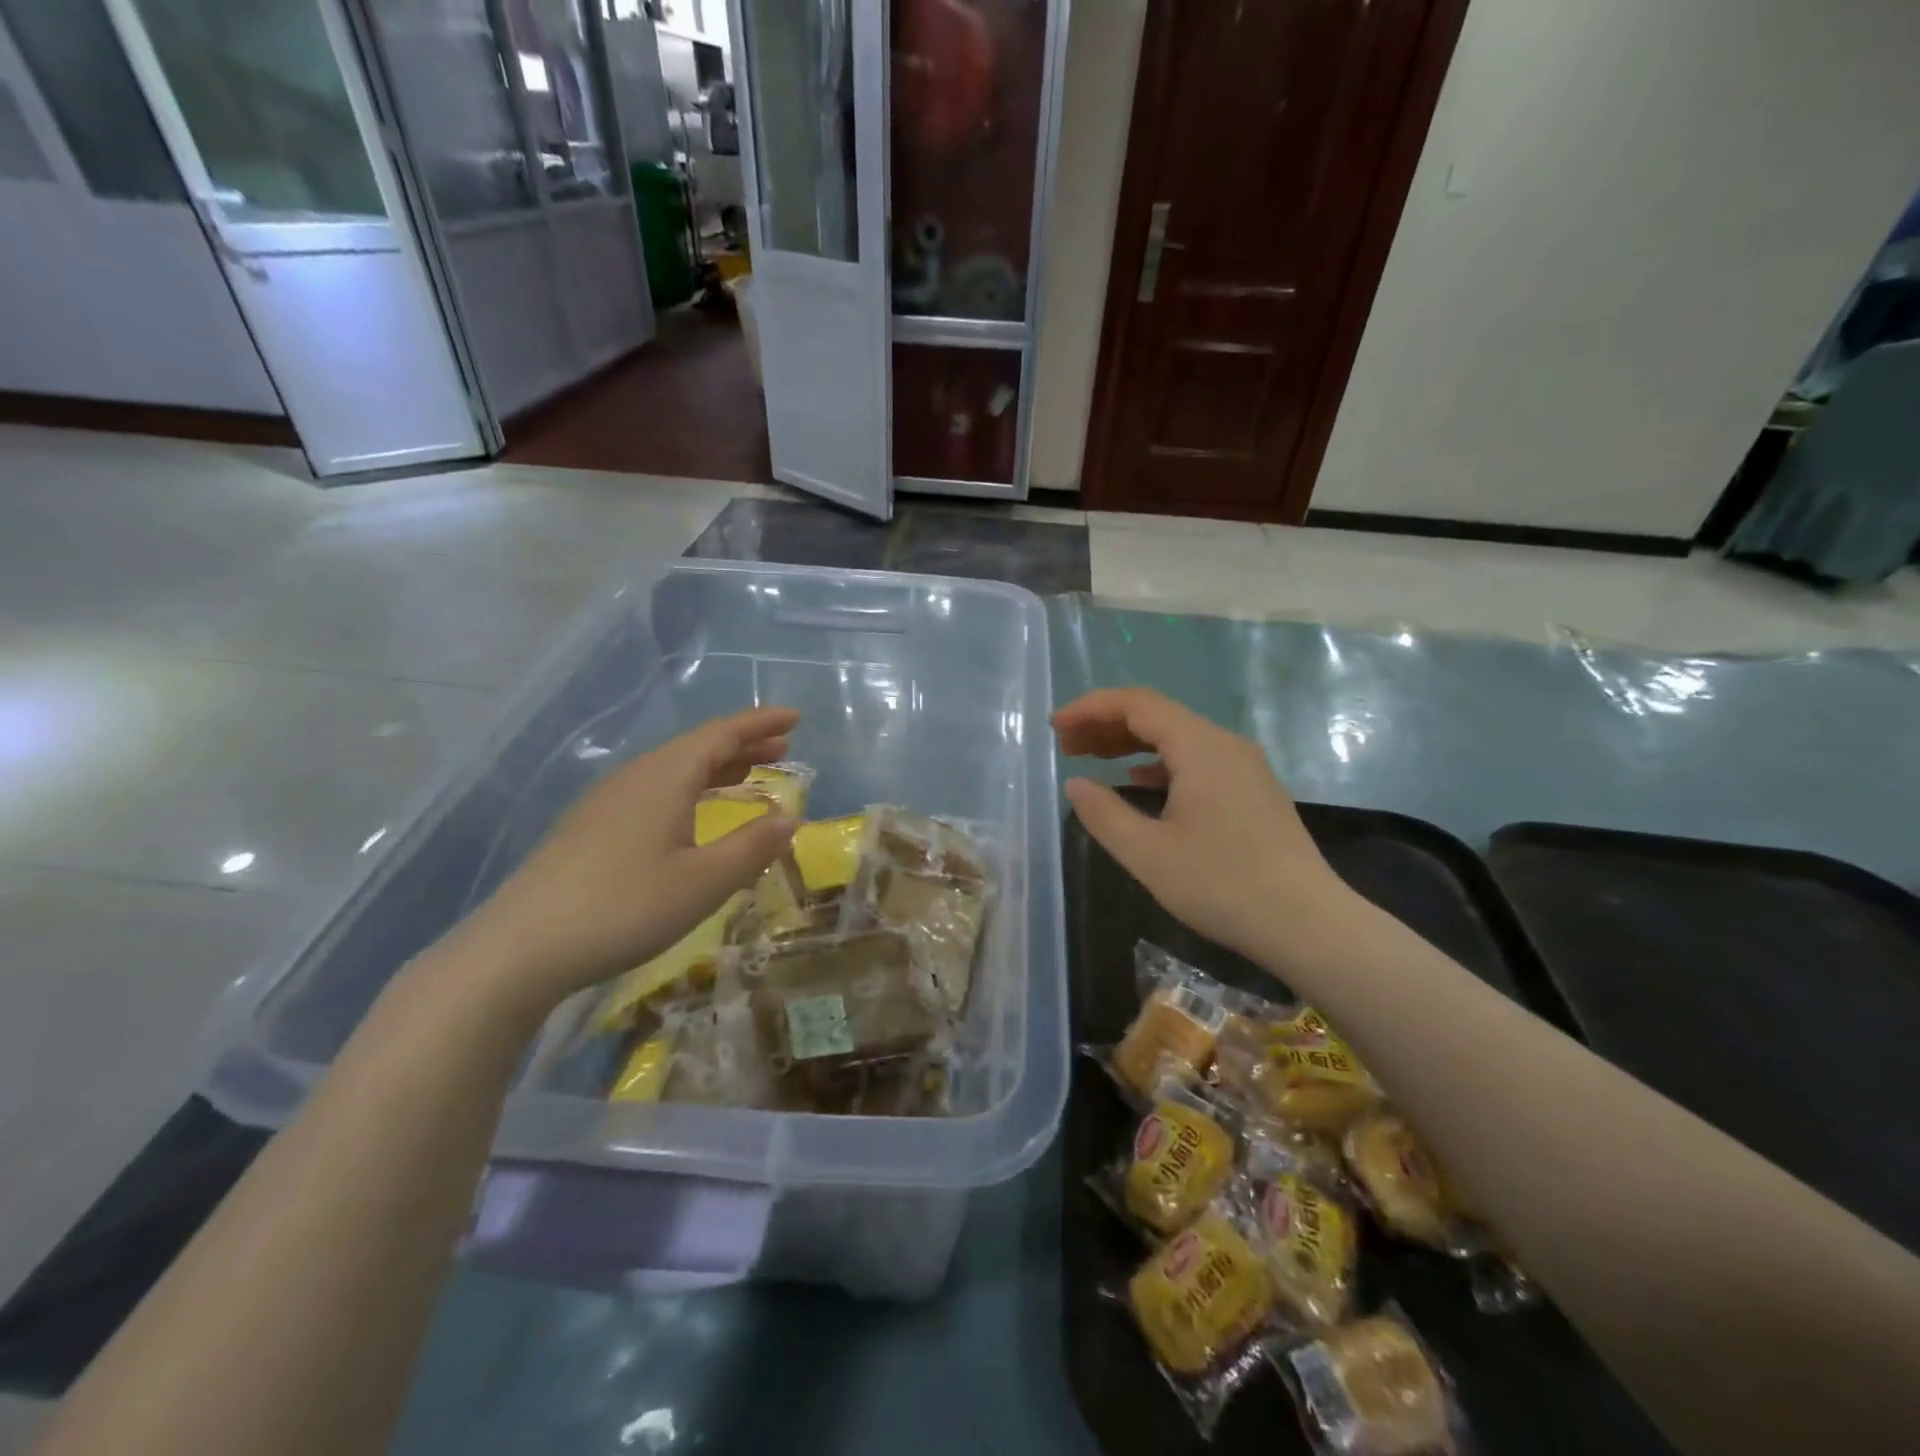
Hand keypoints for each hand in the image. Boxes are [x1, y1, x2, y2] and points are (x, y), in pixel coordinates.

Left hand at [452, 707, 800, 1017]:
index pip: (721, 734)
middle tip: (783, 748)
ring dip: (717, 767)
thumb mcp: (703, 882)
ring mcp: (608, 802)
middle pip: (697, 747)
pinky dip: (691, 789)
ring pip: (674, 769)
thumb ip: (752, 847)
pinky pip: (655, 790)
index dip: (761, 723)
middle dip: (743, 744)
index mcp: (664, 777)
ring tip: (751, 775)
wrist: (520, 949)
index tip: (796, 717)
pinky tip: (695, 815)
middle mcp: (635, 777)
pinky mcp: (591, 828)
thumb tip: (790, 818)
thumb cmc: (624, 908)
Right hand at [1052, 688, 1355, 964]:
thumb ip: (1104, 814)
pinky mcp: (1253, 791)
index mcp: (1200, 747)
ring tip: (1091, 758)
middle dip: (1106, 723)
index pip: (1136, 704)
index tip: (1055, 726)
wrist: (1309, 924)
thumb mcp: (1148, 854)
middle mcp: (1225, 744)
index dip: (1091, 708)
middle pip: (1157, 715)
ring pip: (1177, 738)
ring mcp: (1244, 767)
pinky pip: (1196, 760)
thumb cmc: (1222, 885)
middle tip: (1065, 744)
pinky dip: (1158, 763)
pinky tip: (1138, 782)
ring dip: (1131, 743)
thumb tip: (1076, 784)